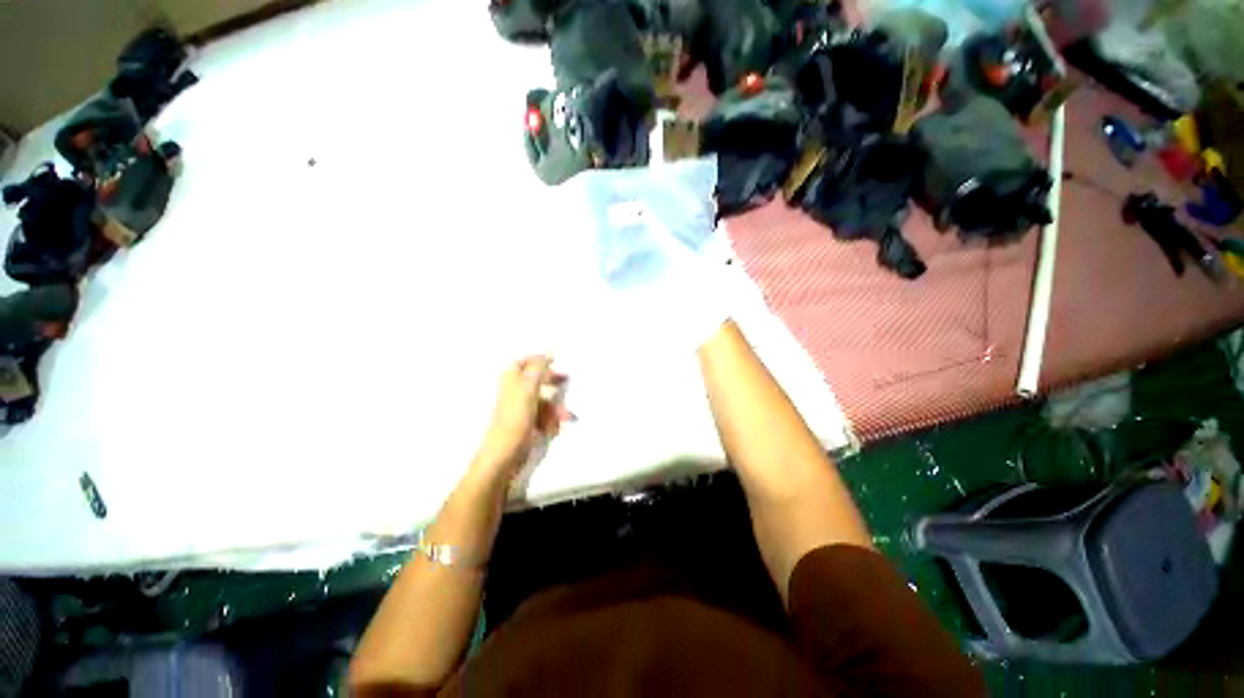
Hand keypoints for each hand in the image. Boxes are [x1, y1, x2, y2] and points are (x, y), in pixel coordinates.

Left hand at [469, 356, 571, 484]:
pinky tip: (553, 430)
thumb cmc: (515, 420)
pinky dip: (551, 421)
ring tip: (566, 418)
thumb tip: (549, 350)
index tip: (554, 360)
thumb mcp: (528, 390)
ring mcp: (520, 410)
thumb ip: (539, 369)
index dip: (537, 360)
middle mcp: (515, 393)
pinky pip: (543, 417)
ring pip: (543, 401)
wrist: (504, 457)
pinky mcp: (526, 425)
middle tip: (566, 381)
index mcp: (511, 381)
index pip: (522, 363)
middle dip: (553, 384)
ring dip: (556, 409)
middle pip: (536, 380)